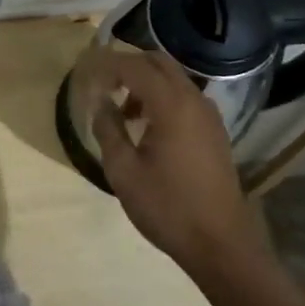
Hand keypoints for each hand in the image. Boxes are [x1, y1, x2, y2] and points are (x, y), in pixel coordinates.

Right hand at [89, 50, 265, 269]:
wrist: (220, 242)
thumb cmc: (166, 207)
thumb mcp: (123, 170)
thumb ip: (108, 128)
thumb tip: (99, 101)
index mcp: (171, 105)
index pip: (133, 66)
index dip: (106, 65)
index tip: (84, 74)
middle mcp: (194, 100)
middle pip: (158, 62)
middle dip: (128, 66)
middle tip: (102, 86)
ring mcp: (209, 115)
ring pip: (173, 79)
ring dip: (146, 83)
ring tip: (122, 112)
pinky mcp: (214, 131)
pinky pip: (185, 98)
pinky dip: (162, 98)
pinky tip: (147, 127)